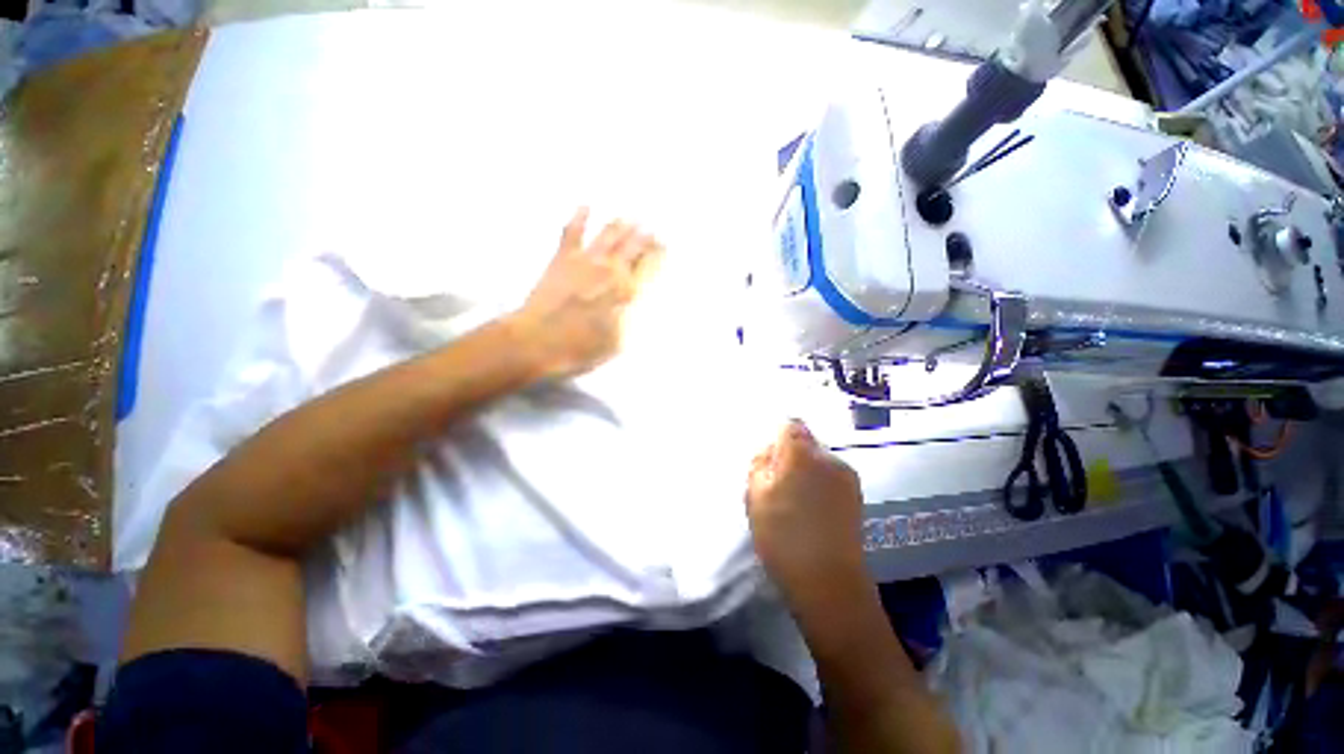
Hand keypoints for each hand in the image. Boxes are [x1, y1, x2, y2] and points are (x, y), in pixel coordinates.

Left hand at [509, 207, 663, 379]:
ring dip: (621, 225)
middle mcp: (611, 270)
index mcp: (628, 292)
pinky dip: (579, 217)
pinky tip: (585, 205)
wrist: (538, 341)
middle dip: (645, 236)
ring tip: (631, 217)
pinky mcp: (562, 259)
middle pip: (633, 246)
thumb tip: (640, 300)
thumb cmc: (582, 349)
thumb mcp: (619, 343)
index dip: (660, 254)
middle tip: (653, 229)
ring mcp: (585, 261)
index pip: (651, 266)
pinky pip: (572, 232)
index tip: (665, 246)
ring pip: (609, 235)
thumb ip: (634, 318)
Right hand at [746, 420, 867, 604]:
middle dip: (788, 455)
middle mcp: (829, 457)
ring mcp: (847, 476)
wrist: (828, 582)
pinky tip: (812, 511)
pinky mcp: (856, 495)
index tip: (767, 460)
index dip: (776, 437)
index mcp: (802, 453)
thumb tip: (769, 448)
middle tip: (774, 484)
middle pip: (805, 442)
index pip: (790, 425)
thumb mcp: (755, 496)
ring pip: (818, 460)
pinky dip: (818, 484)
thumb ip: (759, 464)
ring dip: (804, 470)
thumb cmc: (783, 536)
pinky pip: (830, 476)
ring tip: (793, 500)